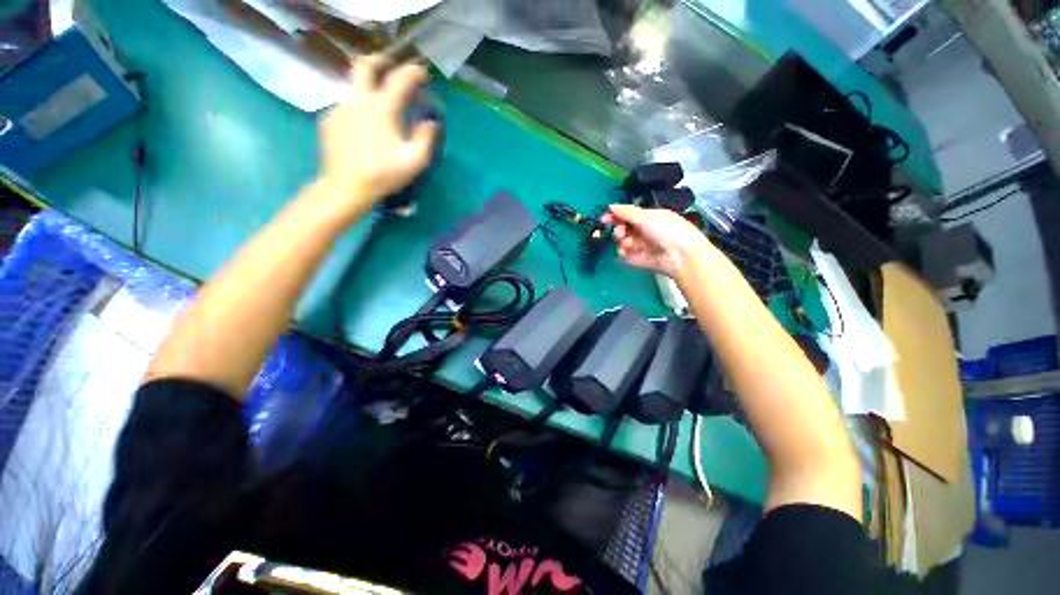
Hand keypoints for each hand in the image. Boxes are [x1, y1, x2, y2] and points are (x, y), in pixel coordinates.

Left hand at [317, 55, 438, 212]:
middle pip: (365, 65)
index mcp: (382, 108)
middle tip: (392, 65)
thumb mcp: (414, 161)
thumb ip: (425, 138)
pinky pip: (346, 105)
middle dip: (381, 59)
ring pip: (354, 85)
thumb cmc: (383, 174)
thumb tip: (430, 122)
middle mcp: (358, 99)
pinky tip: (363, 125)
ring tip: (379, 102)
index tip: (422, 72)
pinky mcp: (329, 119)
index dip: (413, 72)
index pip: (400, 79)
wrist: (345, 186)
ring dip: (369, 87)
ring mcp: (340, 107)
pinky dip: (358, 108)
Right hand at [602, 204, 715, 278]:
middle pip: (624, 229)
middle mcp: (646, 231)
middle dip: (619, 229)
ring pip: (623, 242)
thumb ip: (626, 212)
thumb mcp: (647, 217)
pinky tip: (627, 252)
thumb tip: (611, 206)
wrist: (681, 257)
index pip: (629, 215)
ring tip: (628, 243)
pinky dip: (624, 253)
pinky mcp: (640, 260)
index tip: (604, 218)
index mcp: (650, 217)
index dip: (616, 216)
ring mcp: (643, 246)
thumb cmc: (668, 231)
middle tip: (621, 233)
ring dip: (622, 241)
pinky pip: (626, 255)